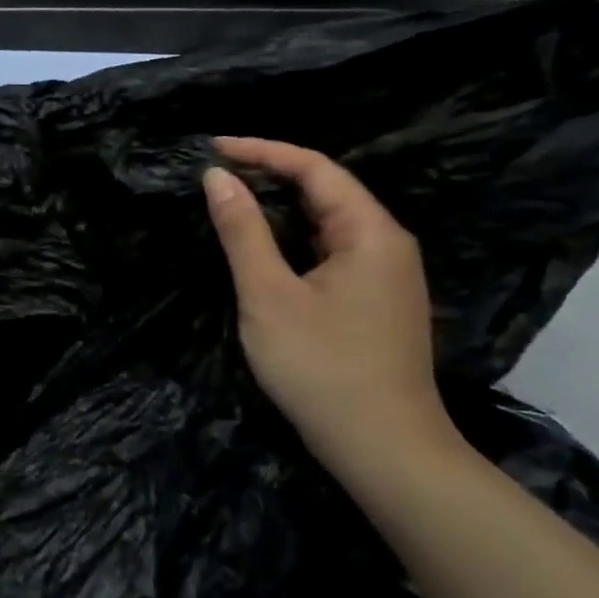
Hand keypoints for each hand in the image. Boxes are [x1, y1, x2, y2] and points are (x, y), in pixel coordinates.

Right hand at [202, 137, 460, 483]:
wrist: (384, 450)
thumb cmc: (321, 367)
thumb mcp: (268, 294)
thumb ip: (243, 231)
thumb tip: (216, 177)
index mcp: (370, 232)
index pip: (314, 167)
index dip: (262, 150)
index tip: (212, 147)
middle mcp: (386, 243)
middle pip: (326, 189)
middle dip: (270, 173)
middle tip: (215, 172)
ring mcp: (385, 274)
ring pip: (328, 220)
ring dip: (280, 205)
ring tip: (230, 198)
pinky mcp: (375, 300)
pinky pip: (331, 248)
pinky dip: (293, 235)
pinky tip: (264, 244)